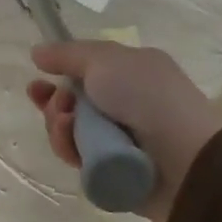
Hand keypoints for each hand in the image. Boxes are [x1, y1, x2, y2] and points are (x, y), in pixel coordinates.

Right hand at [28, 40, 221, 221]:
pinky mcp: (109, 169)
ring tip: (67, 124)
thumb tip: (38, 52)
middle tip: (58, 106)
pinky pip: (76, 157)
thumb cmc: (147, 97)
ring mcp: (116, 139)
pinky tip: (73, 145)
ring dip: (58, 124)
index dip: (58, 74)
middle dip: (54, 102)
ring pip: (69, 130)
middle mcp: (123, 104)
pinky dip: (69, 148)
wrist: (184, 159)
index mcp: (129, 73)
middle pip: (70, 102)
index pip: (84, 72)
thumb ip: (67, 54)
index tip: (37, 80)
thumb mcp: (106, 61)